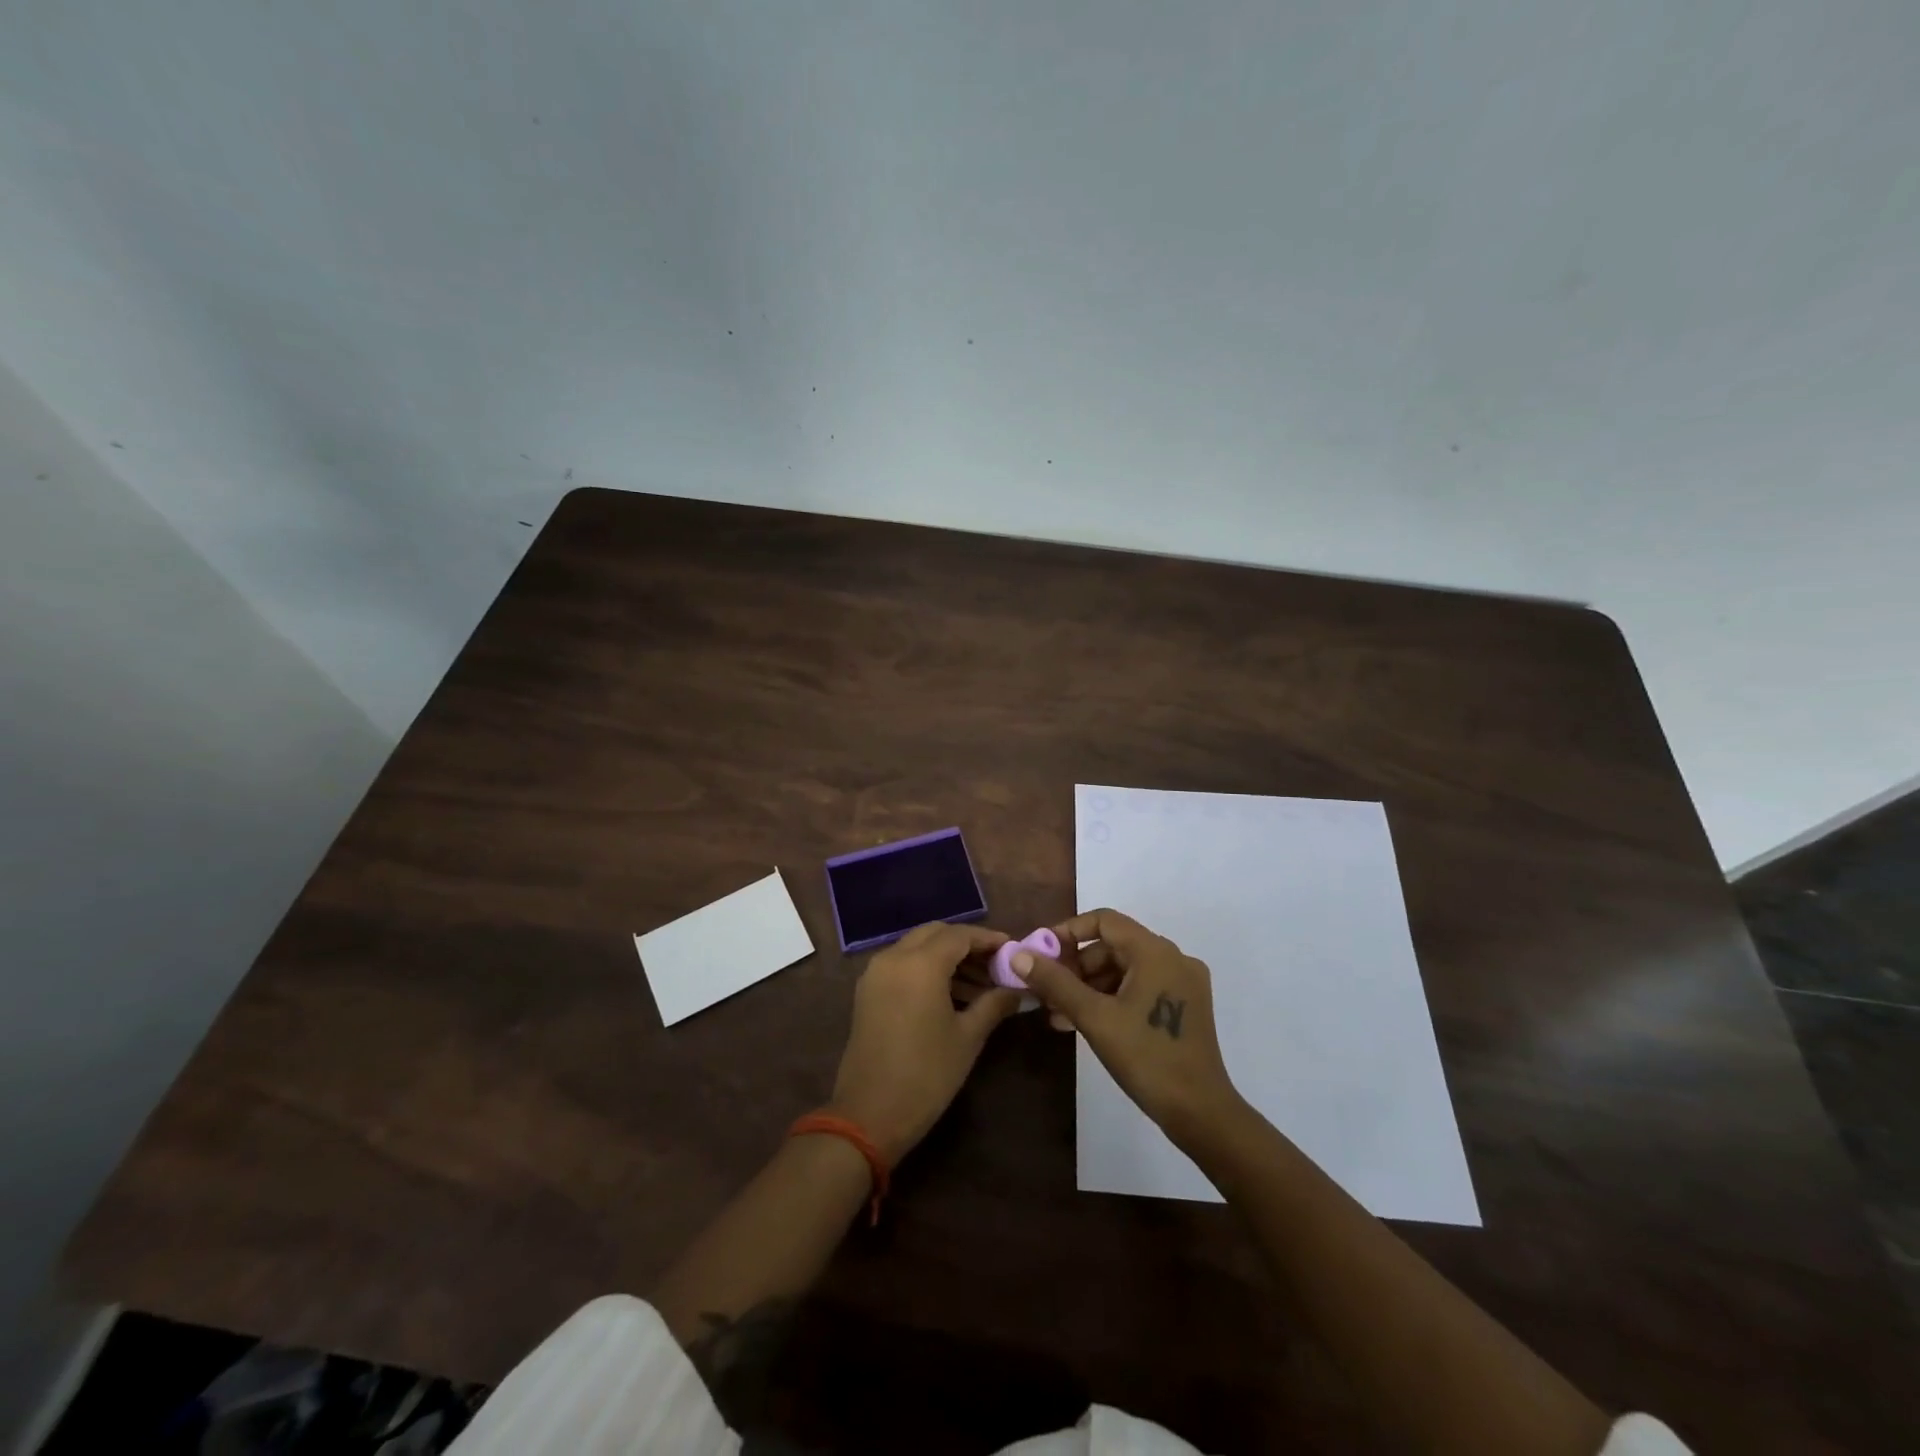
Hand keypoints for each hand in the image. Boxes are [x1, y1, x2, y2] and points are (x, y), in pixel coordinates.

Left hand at [828, 922, 1022, 1163]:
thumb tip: (1017, 989)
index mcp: (920, 964)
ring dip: (946, 957)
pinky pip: (902, 964)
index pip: (960, 935)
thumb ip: (994, 1004)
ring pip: (917, 947)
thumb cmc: (926, 1074)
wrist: (870, 1114)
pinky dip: (926, 968)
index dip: (988, 939)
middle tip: (994, 965)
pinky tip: (950, 994)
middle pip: (936, 934)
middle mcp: (894, 957)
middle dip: (966, 944)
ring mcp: (876, 973)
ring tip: (979, 986)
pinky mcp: (867, 991)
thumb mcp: (968, 1038)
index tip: (1011, 949)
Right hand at [1013, 908, 1241, 1144]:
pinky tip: (1084, 1022)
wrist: (1200, 1113)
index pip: (1104, 921)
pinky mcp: (1185, 1006)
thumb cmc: (1146, 1058)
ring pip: (1125, 970)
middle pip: (1113, 946)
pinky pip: (1139, 988)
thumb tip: (1018, 955)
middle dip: (1075, 966)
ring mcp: (1182, 984)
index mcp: (1156, 952)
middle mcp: (1173, 958)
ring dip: (1089, 986)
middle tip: (1045, 990)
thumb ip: (1055, 982)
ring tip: (1057, 1013)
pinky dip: (1111, 998)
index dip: (1069, 932)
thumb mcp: (1094, 1017)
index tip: (1041, 954)